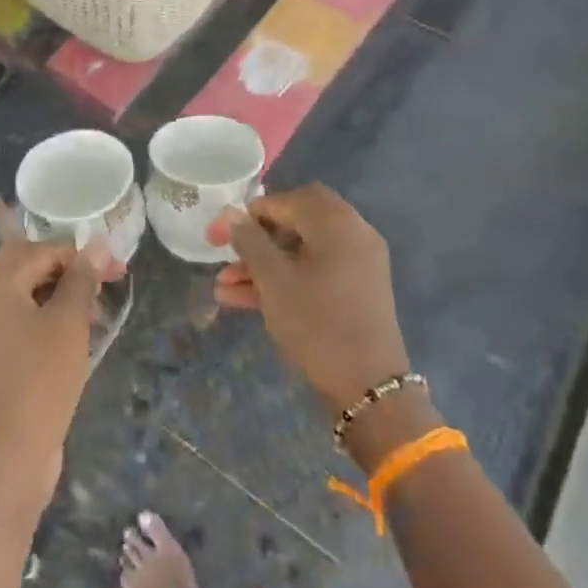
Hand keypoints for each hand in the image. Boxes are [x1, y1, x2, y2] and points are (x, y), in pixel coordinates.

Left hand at [0, 201, 112, 503]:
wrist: (8, 453)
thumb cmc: (41, 379)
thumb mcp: (69, 323)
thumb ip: (81, 279)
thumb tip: (95, 245)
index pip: (41, 249)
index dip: (81, 255)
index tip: (117, 271)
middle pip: (27, 265)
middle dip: (68, 272)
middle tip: (103, 288)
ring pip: (23, 293)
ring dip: (59, 295)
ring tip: (94, 317)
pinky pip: (18, 319)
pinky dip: (45, 317)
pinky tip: (73, 337)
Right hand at [211, 185, 408, 418]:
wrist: (368, 387)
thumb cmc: (316, 322)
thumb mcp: (273, 279)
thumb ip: (248, 240)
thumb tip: (229, 213)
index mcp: (337, 223)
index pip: (287, 200)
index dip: (249, 214)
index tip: (219, 234)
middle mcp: (353, 235)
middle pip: (295, 222)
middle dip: (256, 238)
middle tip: (227, 252)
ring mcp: (357, 265)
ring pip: (301, 252)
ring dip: (263, 264)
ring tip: (223, 285)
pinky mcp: (354, 291)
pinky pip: (313, 272)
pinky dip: (284, 279)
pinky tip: (242, 298)